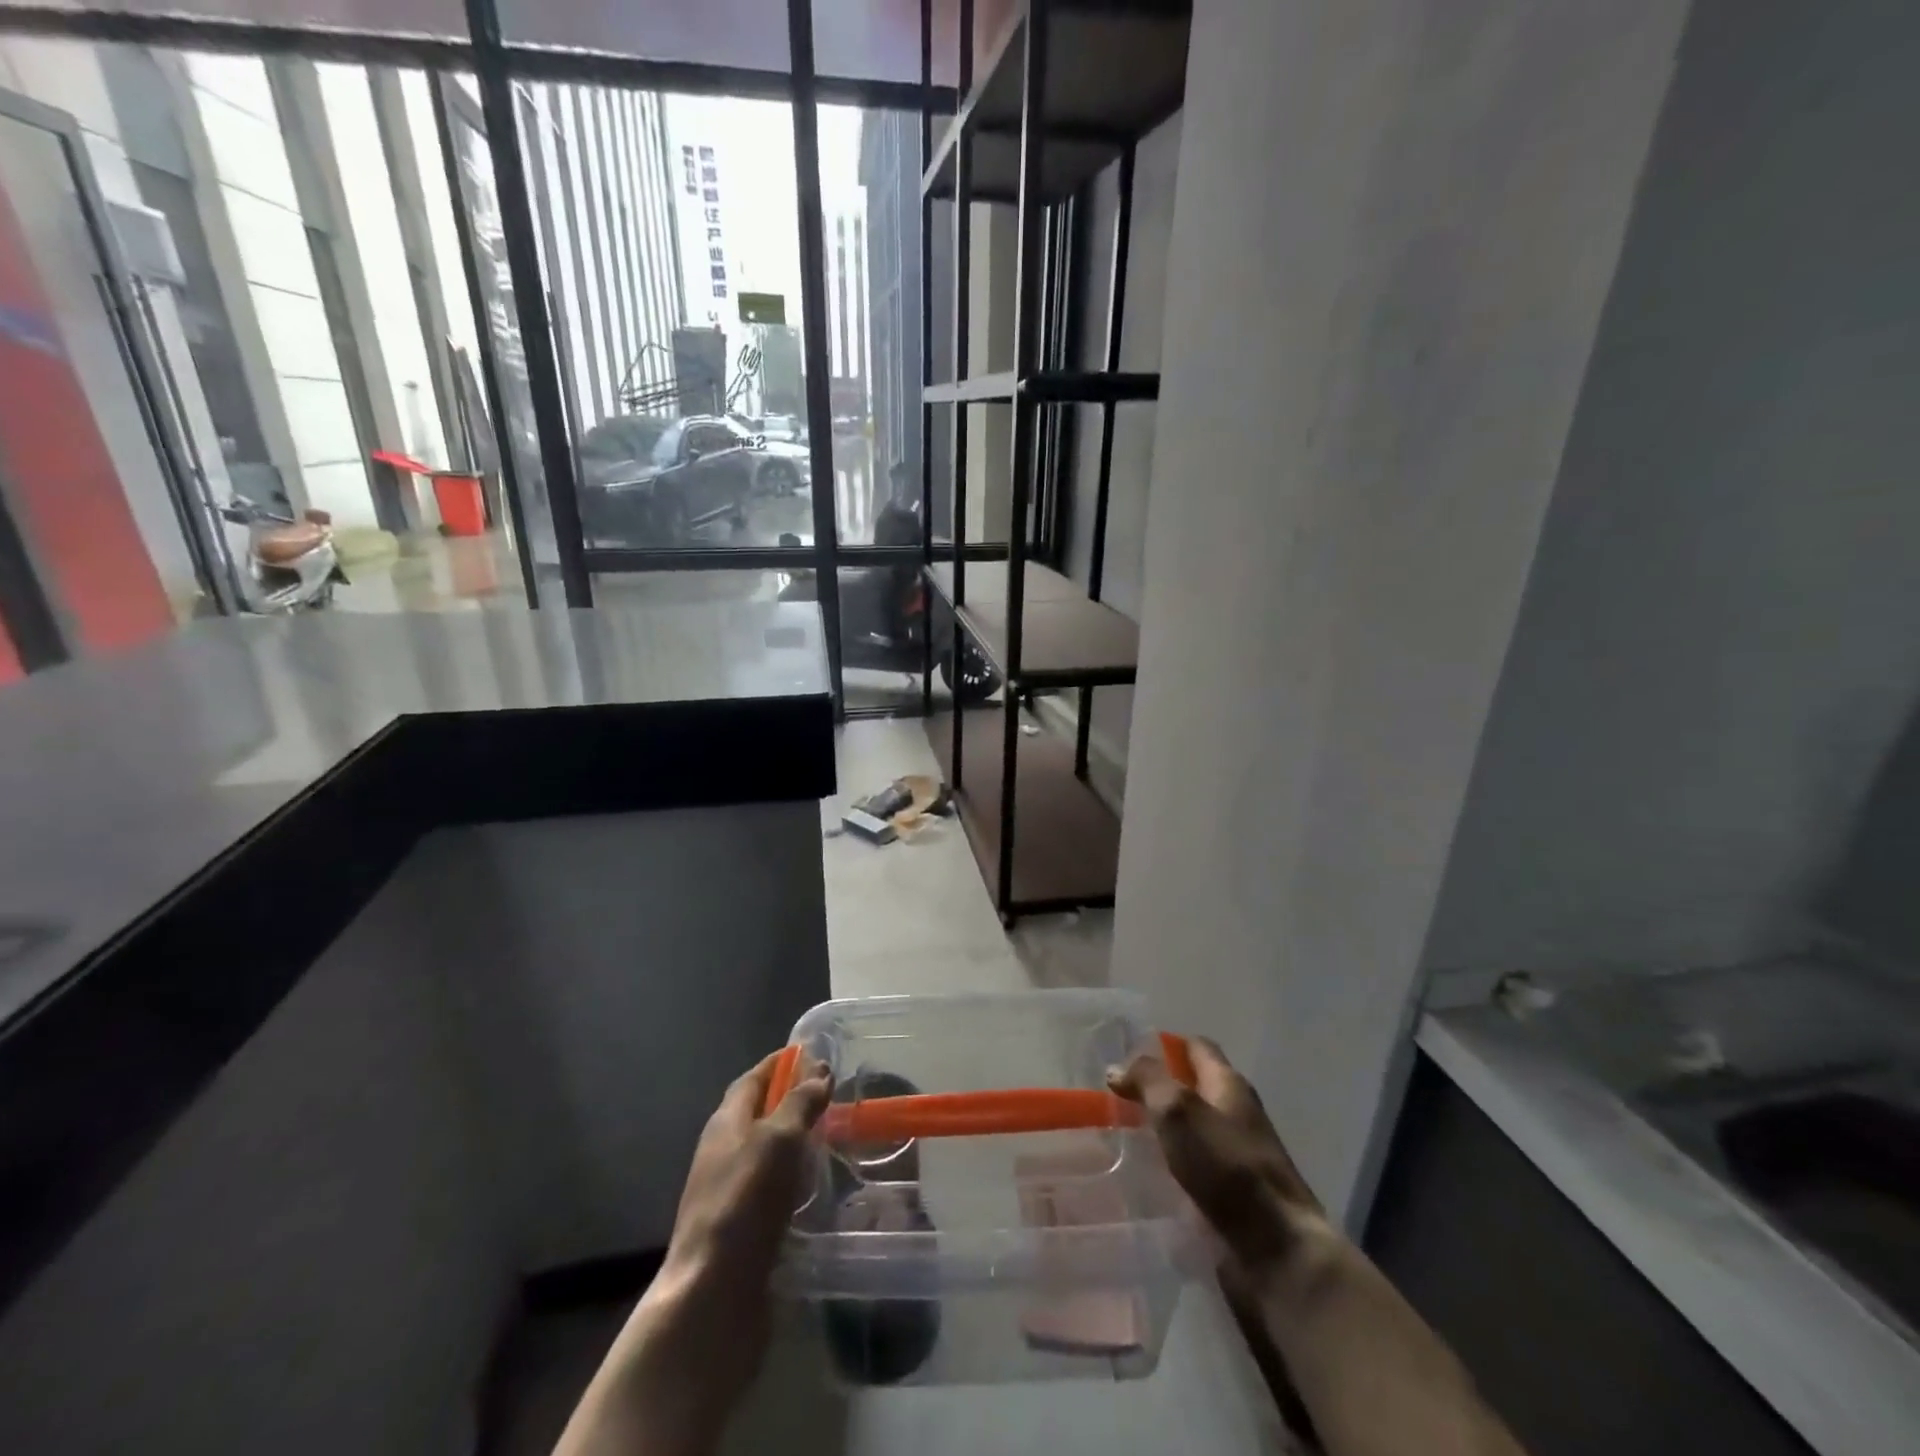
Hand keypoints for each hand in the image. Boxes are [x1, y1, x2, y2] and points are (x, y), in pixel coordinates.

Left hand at [557, 1052, 829, 1455]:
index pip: (753, 1079)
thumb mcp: (779, 1139)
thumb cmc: (746, 1200)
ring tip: (832, 1138)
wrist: (713, 1293)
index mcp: (726, 1122)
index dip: (780, 1064)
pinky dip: (793, 1178)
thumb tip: (819, 1070)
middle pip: (757, 1114)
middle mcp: (723, 1151)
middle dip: (790, 1100)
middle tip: (832, 1096)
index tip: (811, 1053)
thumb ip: (800, 1102)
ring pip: (765, 1152)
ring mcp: (729, 1192)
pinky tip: (816, 1187)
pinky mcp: (741, 1229)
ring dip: (794, 1141)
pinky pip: (770, 1188)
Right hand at [1109, 1037, 1329, 1273]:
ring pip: (1189, 1133)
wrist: (1276, 1253)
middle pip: (1193, 1090)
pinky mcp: (1228, 1200)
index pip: (1198, 1048)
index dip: (1165, 1044)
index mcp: (1230, 1086)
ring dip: (1159, 1131)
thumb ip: (1147, 1081)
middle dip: (1156, 1090)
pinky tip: (1139, 1178)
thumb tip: (1117, 1067)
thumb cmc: (1228, 1168)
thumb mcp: (1179, 1110)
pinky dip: (1167, 1169)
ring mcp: (1234, 1160)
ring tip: (1116, 1136)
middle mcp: (1235, 1117)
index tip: (1127, 1052)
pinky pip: (1191, 1172)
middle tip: (1112, 1097)